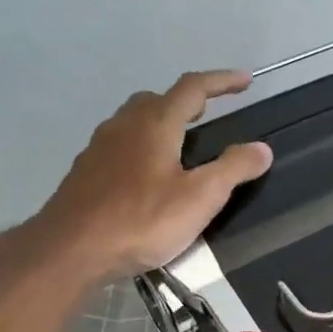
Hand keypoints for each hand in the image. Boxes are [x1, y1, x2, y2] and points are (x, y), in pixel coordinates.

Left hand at [25, 69, 271, 281]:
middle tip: (209, 115)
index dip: (222, 81)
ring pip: (135, 121)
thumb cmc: (141, 221)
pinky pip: (120, 145)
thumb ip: (233, 169)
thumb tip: (262, 148)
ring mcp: (100, 147)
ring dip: (162, 122)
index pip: (193, 88)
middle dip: (188, 101)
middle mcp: (124, 125)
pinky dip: (141, 147)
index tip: (246, 81)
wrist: (70, 250)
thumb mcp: (199, 199)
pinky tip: (147, 176)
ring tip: (181, 146)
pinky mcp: (86, 171)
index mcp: (155, 123)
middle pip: (159, 99)